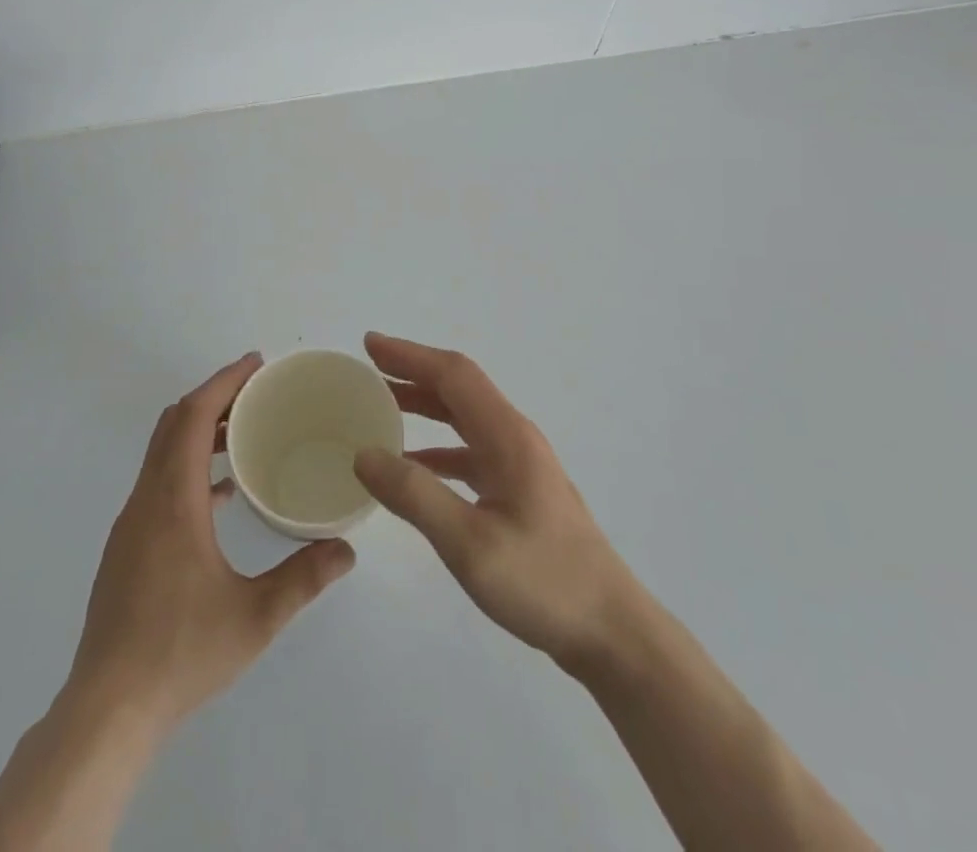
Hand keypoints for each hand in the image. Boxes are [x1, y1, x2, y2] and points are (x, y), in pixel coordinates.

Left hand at [65, 352, 355, 736]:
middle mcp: (146, 500)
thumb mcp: (254, 617)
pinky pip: (159, 482)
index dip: (223, 382)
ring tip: (243, 433)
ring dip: (198, 431)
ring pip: (162, 452)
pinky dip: (188, 468)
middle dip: (213, 397)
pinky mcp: (127, 548)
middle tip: (256, 391)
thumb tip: (347, 549)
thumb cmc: (180, 654)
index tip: (255, 364)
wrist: (107, 710)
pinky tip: (222, 496)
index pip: (191, 417)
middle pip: (172, 424)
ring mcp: (131, 524)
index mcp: (172, 501)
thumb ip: (303, 578)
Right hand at [352, 333, 637, 670]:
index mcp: (507, 436)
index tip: (369, 345)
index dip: (410, 355)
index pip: (453, 375)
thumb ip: (415, 496)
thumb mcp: (470, 544)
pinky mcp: (520, 492)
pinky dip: (437, 448)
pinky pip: (470, 452)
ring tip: (382, 408)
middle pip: (459, 389)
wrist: (612, 631)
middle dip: (413, 373)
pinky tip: (412, 466)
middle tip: (368, 371)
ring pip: (464, 419)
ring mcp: (520, 465)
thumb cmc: (544, 582)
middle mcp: (515, 438)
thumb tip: (364, 454)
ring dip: (424, 406)